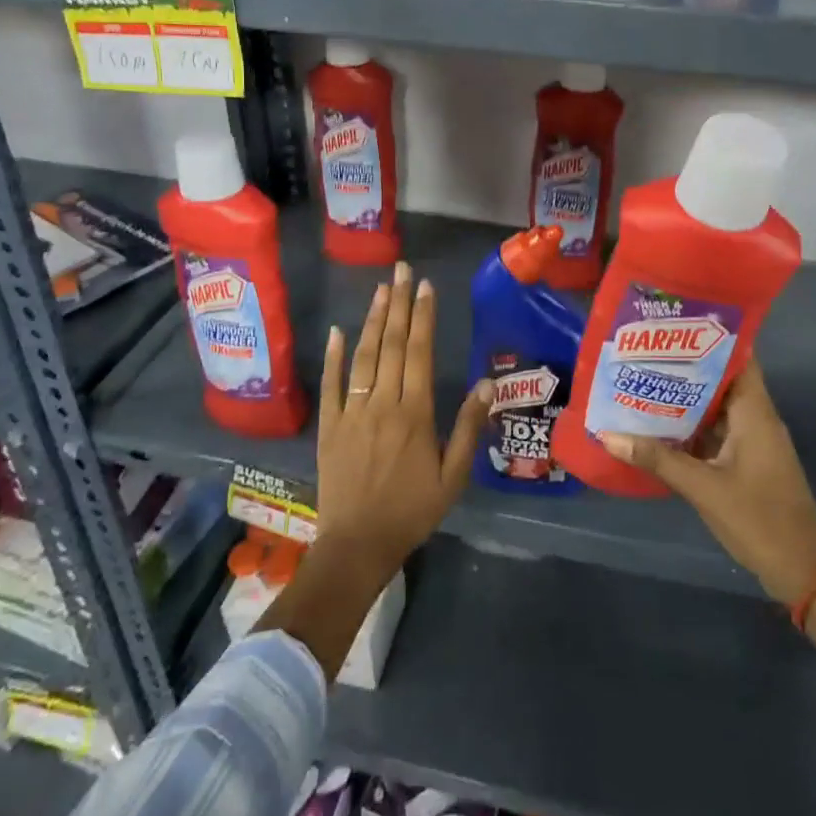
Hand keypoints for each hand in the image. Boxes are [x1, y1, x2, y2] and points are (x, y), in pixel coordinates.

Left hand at [314, 263, 490, 583]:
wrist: (357, 545)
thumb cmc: (411, 511)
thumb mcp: (452, 476)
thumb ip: (469, 427)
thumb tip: (487, 383)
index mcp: (414, 413)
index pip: (419, 352)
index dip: (423, 316)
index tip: (426, 286)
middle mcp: (382, 403)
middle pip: (392, 344)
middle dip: (399, 304)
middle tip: (403, 270)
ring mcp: (351, 412)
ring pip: (364, 357)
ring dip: (372, 320)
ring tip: (380, 289)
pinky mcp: (329, 426)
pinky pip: (331, 385)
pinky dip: (334, 357)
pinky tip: (337, 331)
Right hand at [599, 360, 815, 603]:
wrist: (802, 571)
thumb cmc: (758, 519)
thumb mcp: (703, 488)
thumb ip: (658, 459)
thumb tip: (608, 435)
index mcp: (755, 412)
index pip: (739, 357)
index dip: (711, 337)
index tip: (676, 323)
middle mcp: (756, 418)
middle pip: (722, 379)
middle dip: (687, 366)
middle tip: (646, 352)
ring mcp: (753, 441)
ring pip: (717, 407)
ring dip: (687, 398)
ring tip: (645, 380)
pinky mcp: (748, 462)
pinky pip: (717, 431)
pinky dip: (693, 426)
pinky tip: (660, 425)